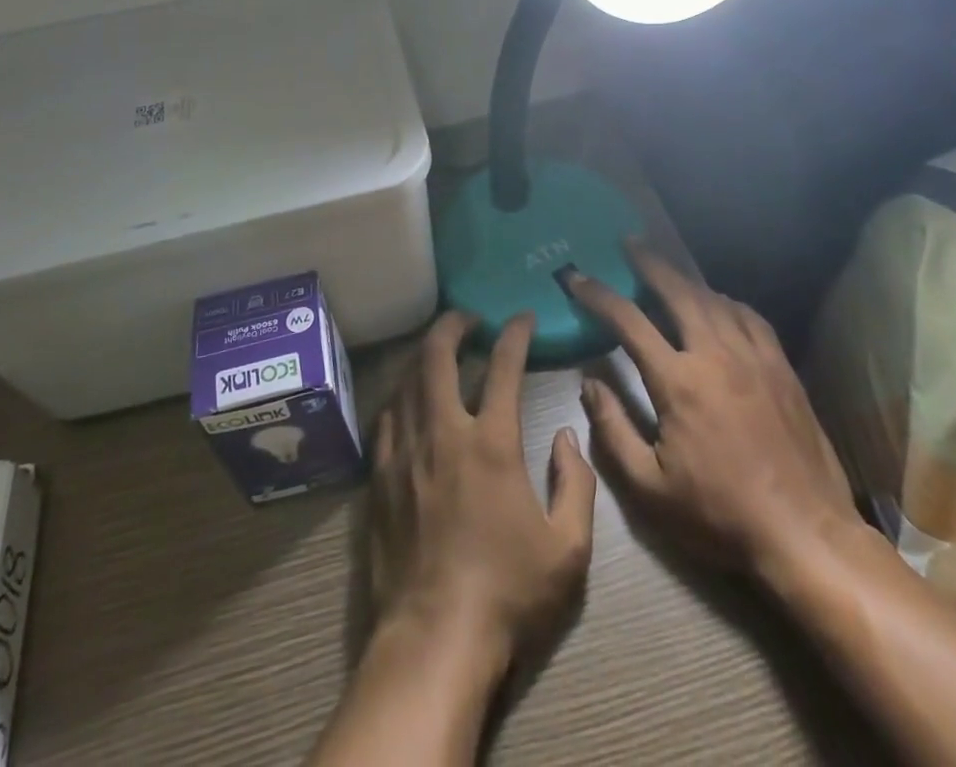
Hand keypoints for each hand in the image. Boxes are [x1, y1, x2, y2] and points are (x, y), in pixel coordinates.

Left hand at [368, 311, 597, 670]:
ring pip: (407, 380)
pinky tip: (406, 398)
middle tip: (467, 317)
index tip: (522, 317)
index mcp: (492, 443)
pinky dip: (399, 395)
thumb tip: (568, 436)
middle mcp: (443, 432)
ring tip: (438, 348)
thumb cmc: (508, 593)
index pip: (503, 367)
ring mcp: (405, 452)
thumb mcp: (568, 549)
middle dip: (453, 325)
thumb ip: (576, 484)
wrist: (434, 638)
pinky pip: (386, 418)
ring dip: (424, 354)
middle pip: (438, 356)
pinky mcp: (379, 476)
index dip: (515, 334)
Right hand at [566, 240, 860, 588]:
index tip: (576, 278)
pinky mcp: (782, 368)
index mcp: (678, 381)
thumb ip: (613, 431)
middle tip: (628, 243)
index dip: (598, 295)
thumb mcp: (650, 488)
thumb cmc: (720, 515)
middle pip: (676, 291)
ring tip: (667, 268)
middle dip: (648, 263)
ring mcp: (753, 358)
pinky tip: (719, 302)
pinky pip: (750, 317)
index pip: (628, 321)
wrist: (805, 535)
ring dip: (685, 278)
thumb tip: (589, 384)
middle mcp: (714, 355)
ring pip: (714, 299)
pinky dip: (727, 301)